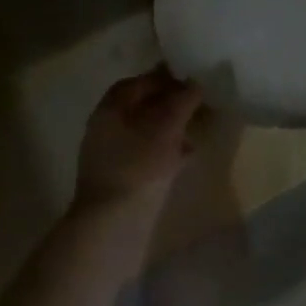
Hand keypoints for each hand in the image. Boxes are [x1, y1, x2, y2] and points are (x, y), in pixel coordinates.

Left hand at [73, 68, 202, 221]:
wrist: (113, 227)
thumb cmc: (138, 167)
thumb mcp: (166, 127)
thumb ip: (183, 101)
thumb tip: (196, 83)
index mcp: (110, 110)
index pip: (138, 83)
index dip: (164, 78)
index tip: (190, 79)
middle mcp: (106, 129)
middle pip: (142, 107)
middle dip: (171, 103)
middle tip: (199, 103)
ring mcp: (112, 156)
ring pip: (146, 131)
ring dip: (172, 127)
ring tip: (198, 128)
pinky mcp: (122, 179)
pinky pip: (147, 154)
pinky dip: (167, 150)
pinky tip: (187, 155)